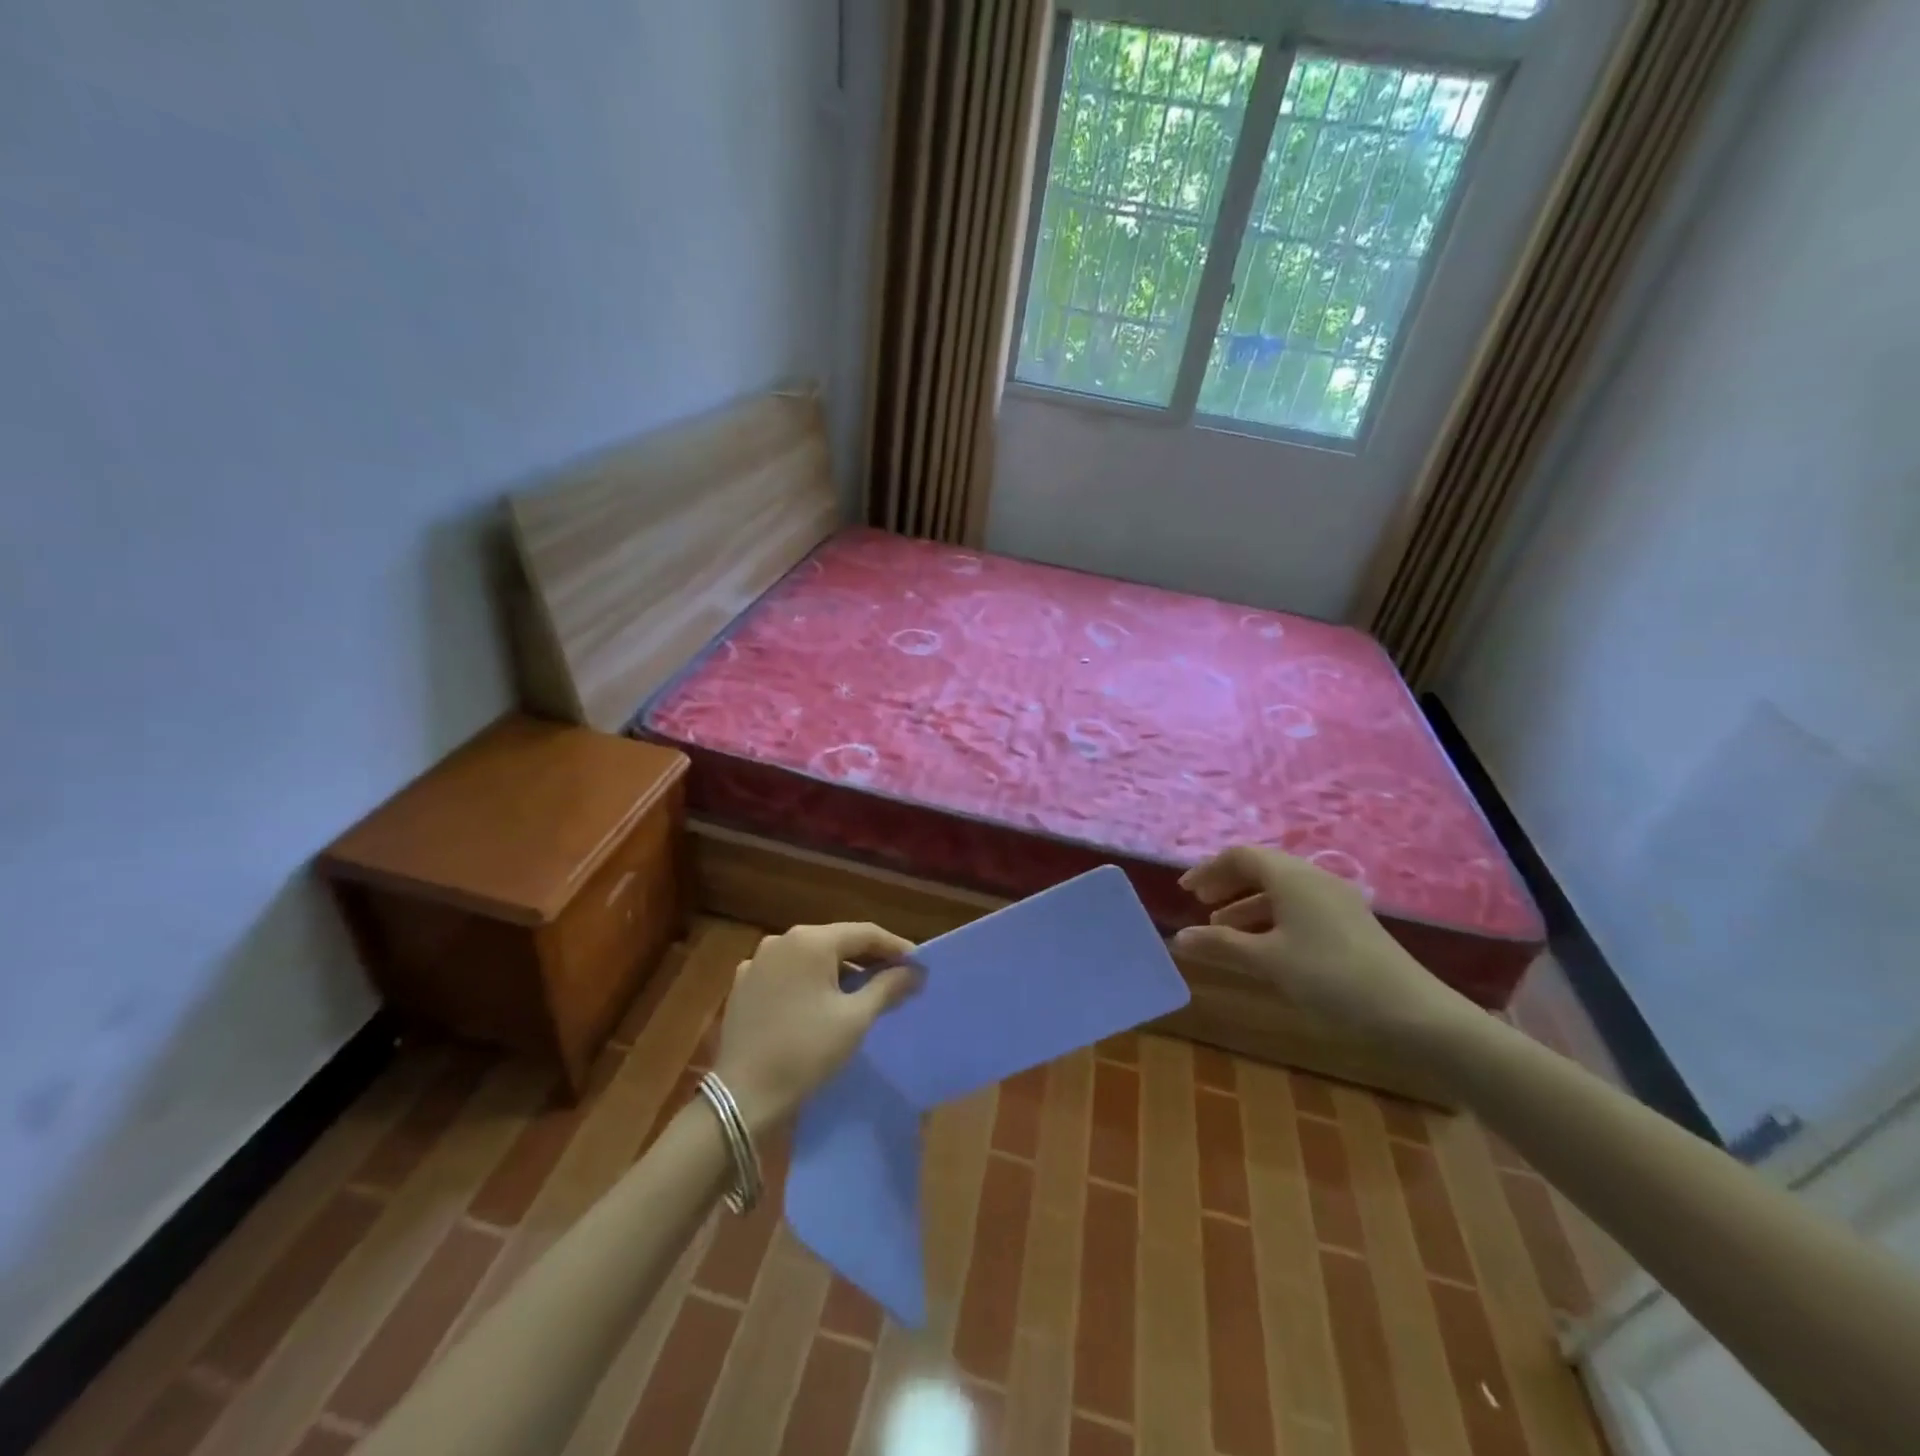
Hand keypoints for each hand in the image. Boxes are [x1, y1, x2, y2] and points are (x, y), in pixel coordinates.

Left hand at [711, 922, 919, 1135]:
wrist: (743, 1097)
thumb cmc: (806, 1051)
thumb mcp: (855, 1019)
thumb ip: (888, 987)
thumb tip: (914, 972)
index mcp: (810, 941)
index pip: (864, 933)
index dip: (895, 947)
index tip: (918, 965)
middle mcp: (781, 940)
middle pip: (836, 940)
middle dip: (868, 958)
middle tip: (896, 978)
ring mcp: (757, 961)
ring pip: (810, 956)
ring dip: (839, 969)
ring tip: (862, 991)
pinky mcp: (743, 985)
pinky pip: (786, 973)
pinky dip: (809, 981)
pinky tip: (820, 1002)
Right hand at [1173, 846, 1475, 1045]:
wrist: (1413, 1013)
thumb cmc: (1330, 977)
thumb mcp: (1268, 960)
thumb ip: (1221, 944)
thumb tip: (1179, 937)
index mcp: (1291, 877)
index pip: (1240, 855)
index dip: (1208, 869)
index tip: (1185, 891)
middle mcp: (1313, 878)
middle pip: (1261, 868)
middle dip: (1227, 883)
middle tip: (1200, 904)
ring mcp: (1335, 900)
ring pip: (1280, 889)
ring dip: (1247, 903)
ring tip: (1222, 929)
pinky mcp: (1349, 923)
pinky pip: (1298, 906)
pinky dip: (1271, 917)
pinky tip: (1263, 945)